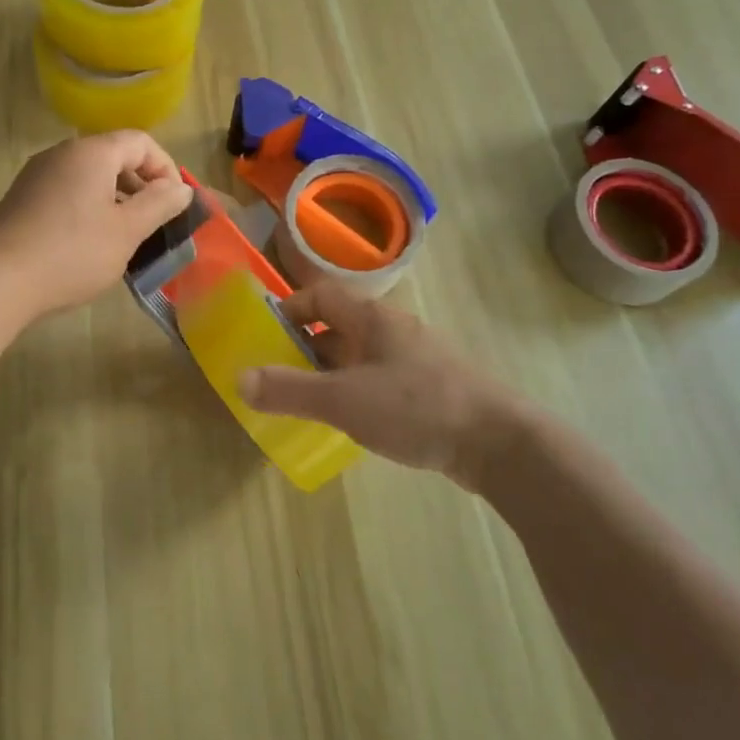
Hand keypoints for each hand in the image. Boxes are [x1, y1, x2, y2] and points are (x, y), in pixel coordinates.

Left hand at [0, 131, 192, 319]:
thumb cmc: (72, 252)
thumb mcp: (127, 231)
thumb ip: (159, 204)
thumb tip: (181, 188)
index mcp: (91, 152)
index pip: (141, 142)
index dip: (165, 168)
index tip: (173, 204)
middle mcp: (62, 153)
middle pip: (113, 156)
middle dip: (140, 185)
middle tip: (152, 222)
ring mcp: (37, 174)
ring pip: (88, 176)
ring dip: (114, 199)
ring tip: (123, 236)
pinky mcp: (21, 198)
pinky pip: (66, 191)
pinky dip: (87, 207)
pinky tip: (87, 243)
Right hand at [238, 281, 550, 485]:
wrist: (499, 443)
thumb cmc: (416, 407)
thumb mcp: (344, 400)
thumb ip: (290, 390)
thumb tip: (239, 379)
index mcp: (372, 318)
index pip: (320, 296)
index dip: (289, 310)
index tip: (265, 336)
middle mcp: (393, 329)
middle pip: (338, 327)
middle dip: (304, 347)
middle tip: (277, 376)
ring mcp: (415, 358)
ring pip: (359, 356)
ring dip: (330, 373)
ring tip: (307, 402)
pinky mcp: (430, 388)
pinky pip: (380, 379)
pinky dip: (356, 392)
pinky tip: (351, 422)